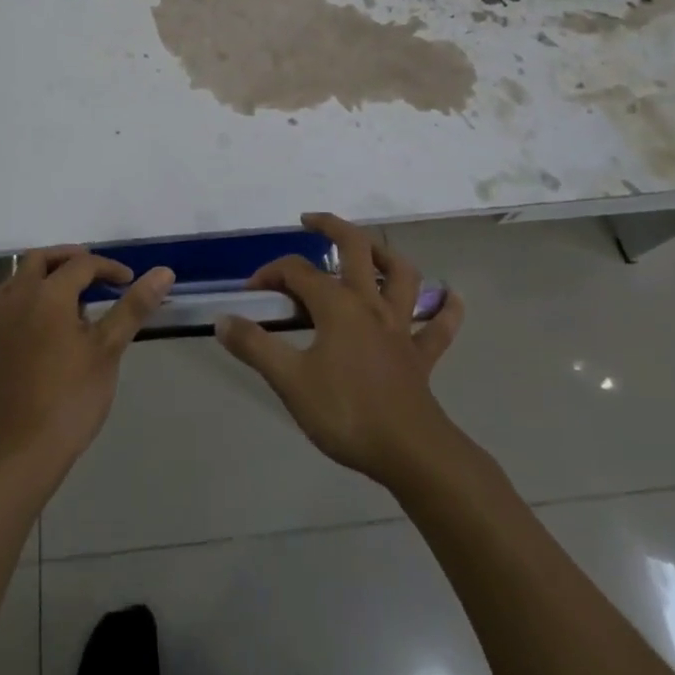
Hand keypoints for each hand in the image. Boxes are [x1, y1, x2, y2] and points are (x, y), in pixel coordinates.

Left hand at [0, 247, 174, 480]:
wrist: (20, 451)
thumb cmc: (69, 398)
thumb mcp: (108, 350)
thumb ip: (133, 307)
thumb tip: (164, 272)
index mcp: (49, 293)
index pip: (83, 264)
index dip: (109, 269)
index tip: (130, 283)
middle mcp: (20, 295)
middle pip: (43, 259)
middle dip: (73, 259)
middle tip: (99, 275)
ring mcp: (2, 318)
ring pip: (22, 275)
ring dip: (47, 272)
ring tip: (75, 292)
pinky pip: (11, 297)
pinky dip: (29, 292)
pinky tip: (48, 316)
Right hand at [216, 213, 463, 485]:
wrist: (411, 453)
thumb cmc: (347, 412)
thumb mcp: (290, 381)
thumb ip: (255, 347)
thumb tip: (223, 319)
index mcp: (337, 304)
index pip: (297, 272)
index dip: (271, 274)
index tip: (252, 292)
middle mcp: (370, 303)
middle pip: (355, 247)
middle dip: (332, 226)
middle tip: (310, 221)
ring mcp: (400, 327)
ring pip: (401, 275)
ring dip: (387, 257)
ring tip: (371, 252)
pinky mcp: (421, 356)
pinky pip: (438, 327)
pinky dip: (446, 309)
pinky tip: (451, 297)